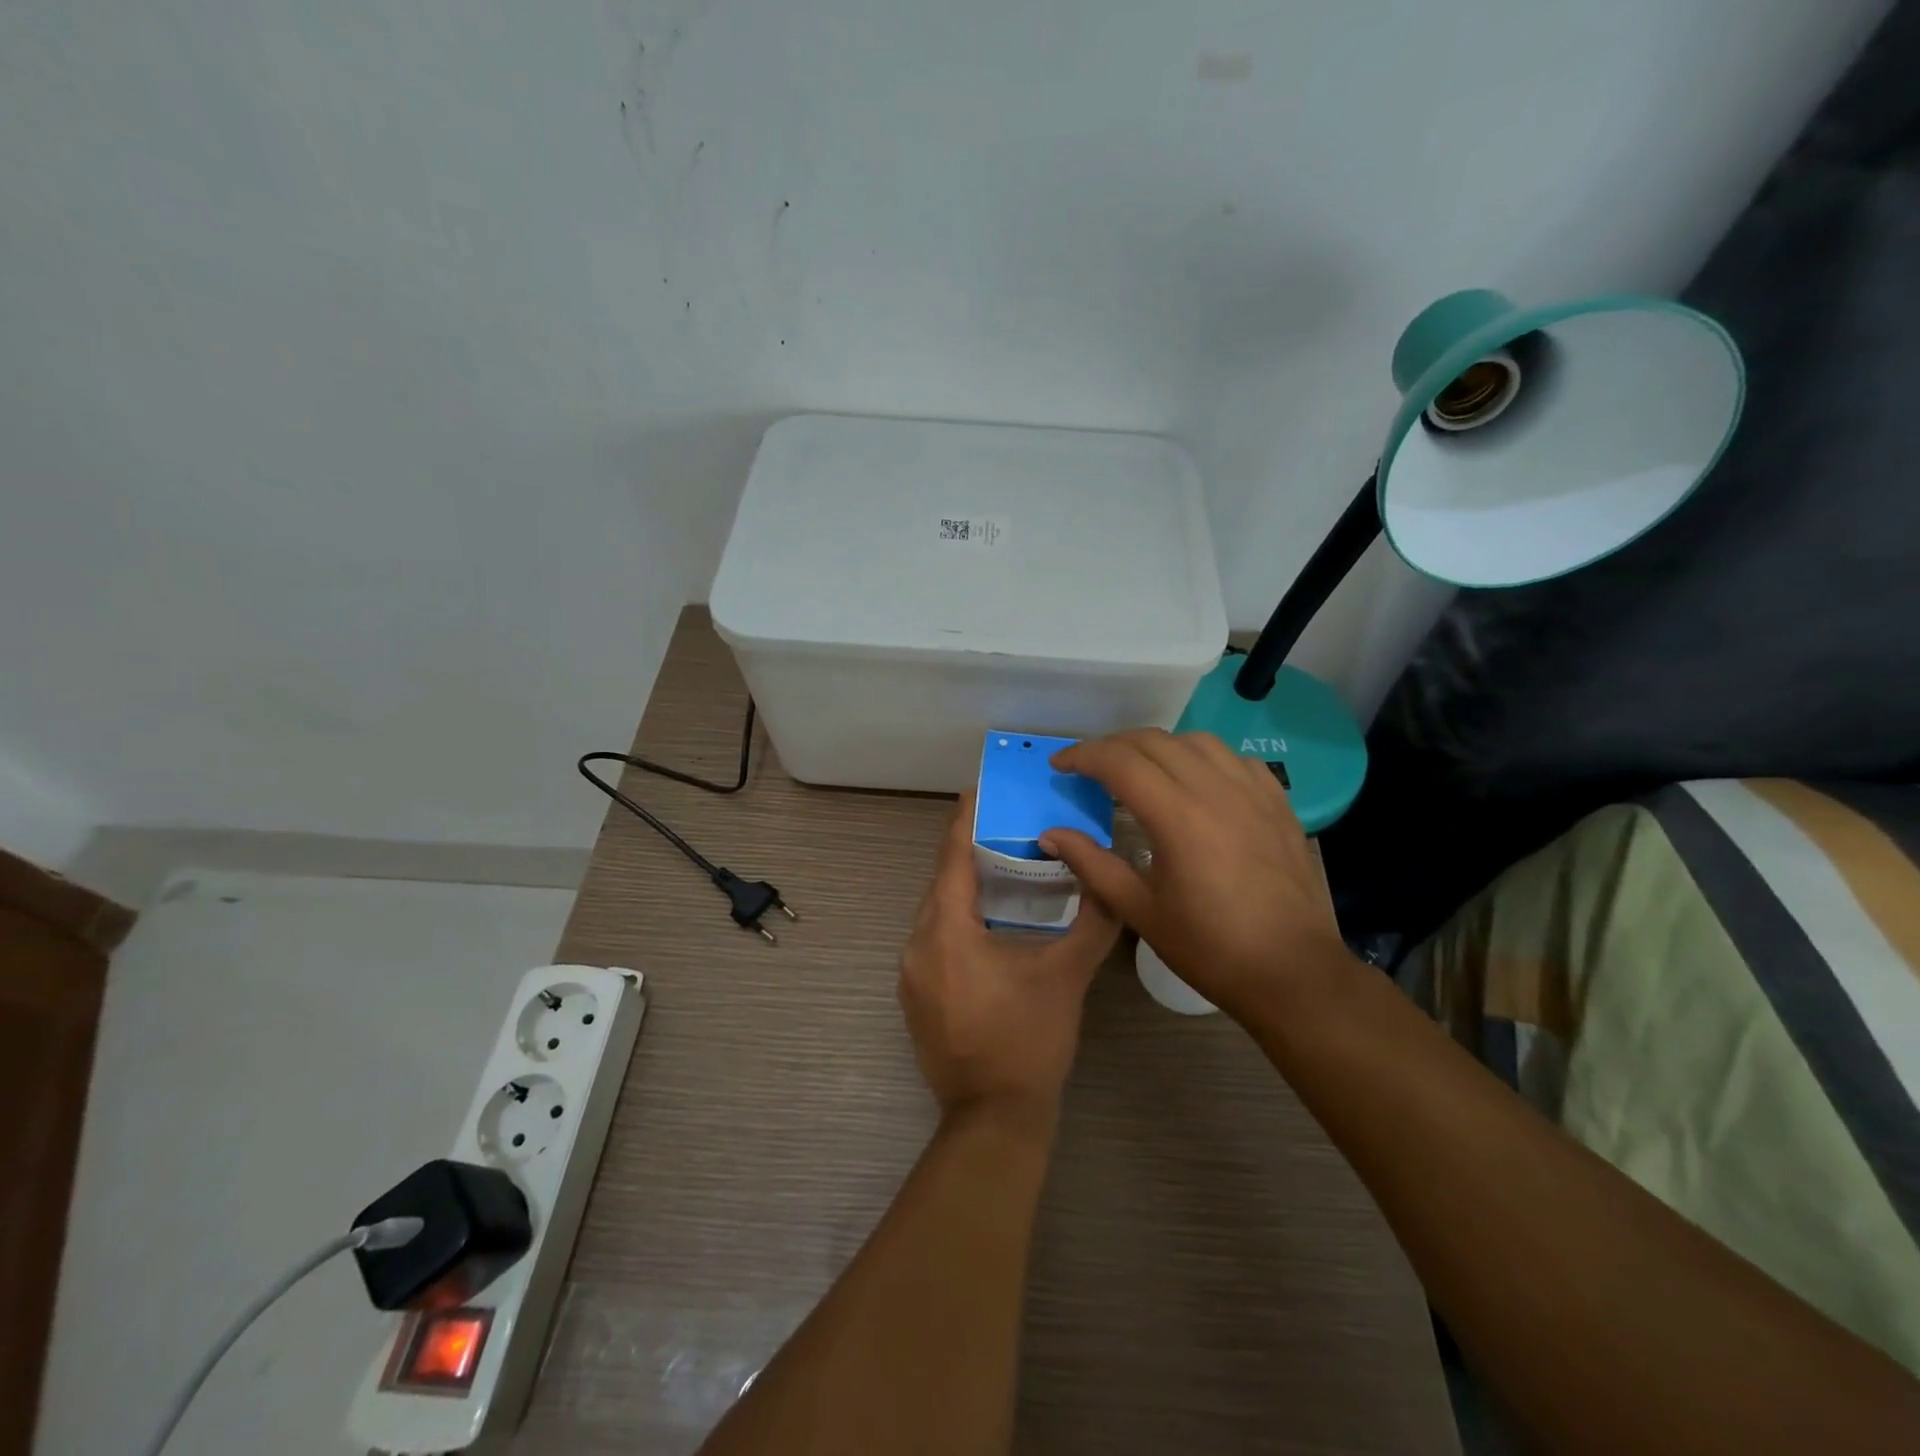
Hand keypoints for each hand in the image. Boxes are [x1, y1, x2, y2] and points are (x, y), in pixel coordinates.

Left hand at [899, 794, 1120, 1124]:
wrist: (994, 1119)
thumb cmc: (1030, 1040)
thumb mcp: (1067, 975)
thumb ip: (1093, 921)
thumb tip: (1111, 880)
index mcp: (947, 932)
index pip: (952, 860)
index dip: (963, 822)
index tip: (977, 791)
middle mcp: (918, 945)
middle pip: (941, 884)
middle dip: (968, 853)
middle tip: (1005, 828)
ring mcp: (910, 975)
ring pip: (935, 913)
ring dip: (963, 890)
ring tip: (1001, 869)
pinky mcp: (914, 997)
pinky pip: (932, 940)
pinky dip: (956, 922)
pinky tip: (988, 924)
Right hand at [1040, 729, 1348, 1018]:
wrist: (1292, 972)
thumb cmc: (1209, 947)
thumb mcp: (1139, 909)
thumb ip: (1092, 863)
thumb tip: (1050, 835)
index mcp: (1176, 816)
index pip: (1119, 762)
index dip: (1083, 756)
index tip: (1059, 765)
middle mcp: (1215, 790)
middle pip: (1154, 741)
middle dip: (1113, 746)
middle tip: (1089, 767)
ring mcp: (1252, 792)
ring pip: (1196, 742)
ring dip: (1158, 746)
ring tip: (1139, 768)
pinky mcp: (1277, 803)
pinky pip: (1234, 759)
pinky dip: (1203, 757)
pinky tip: (1195, 780)